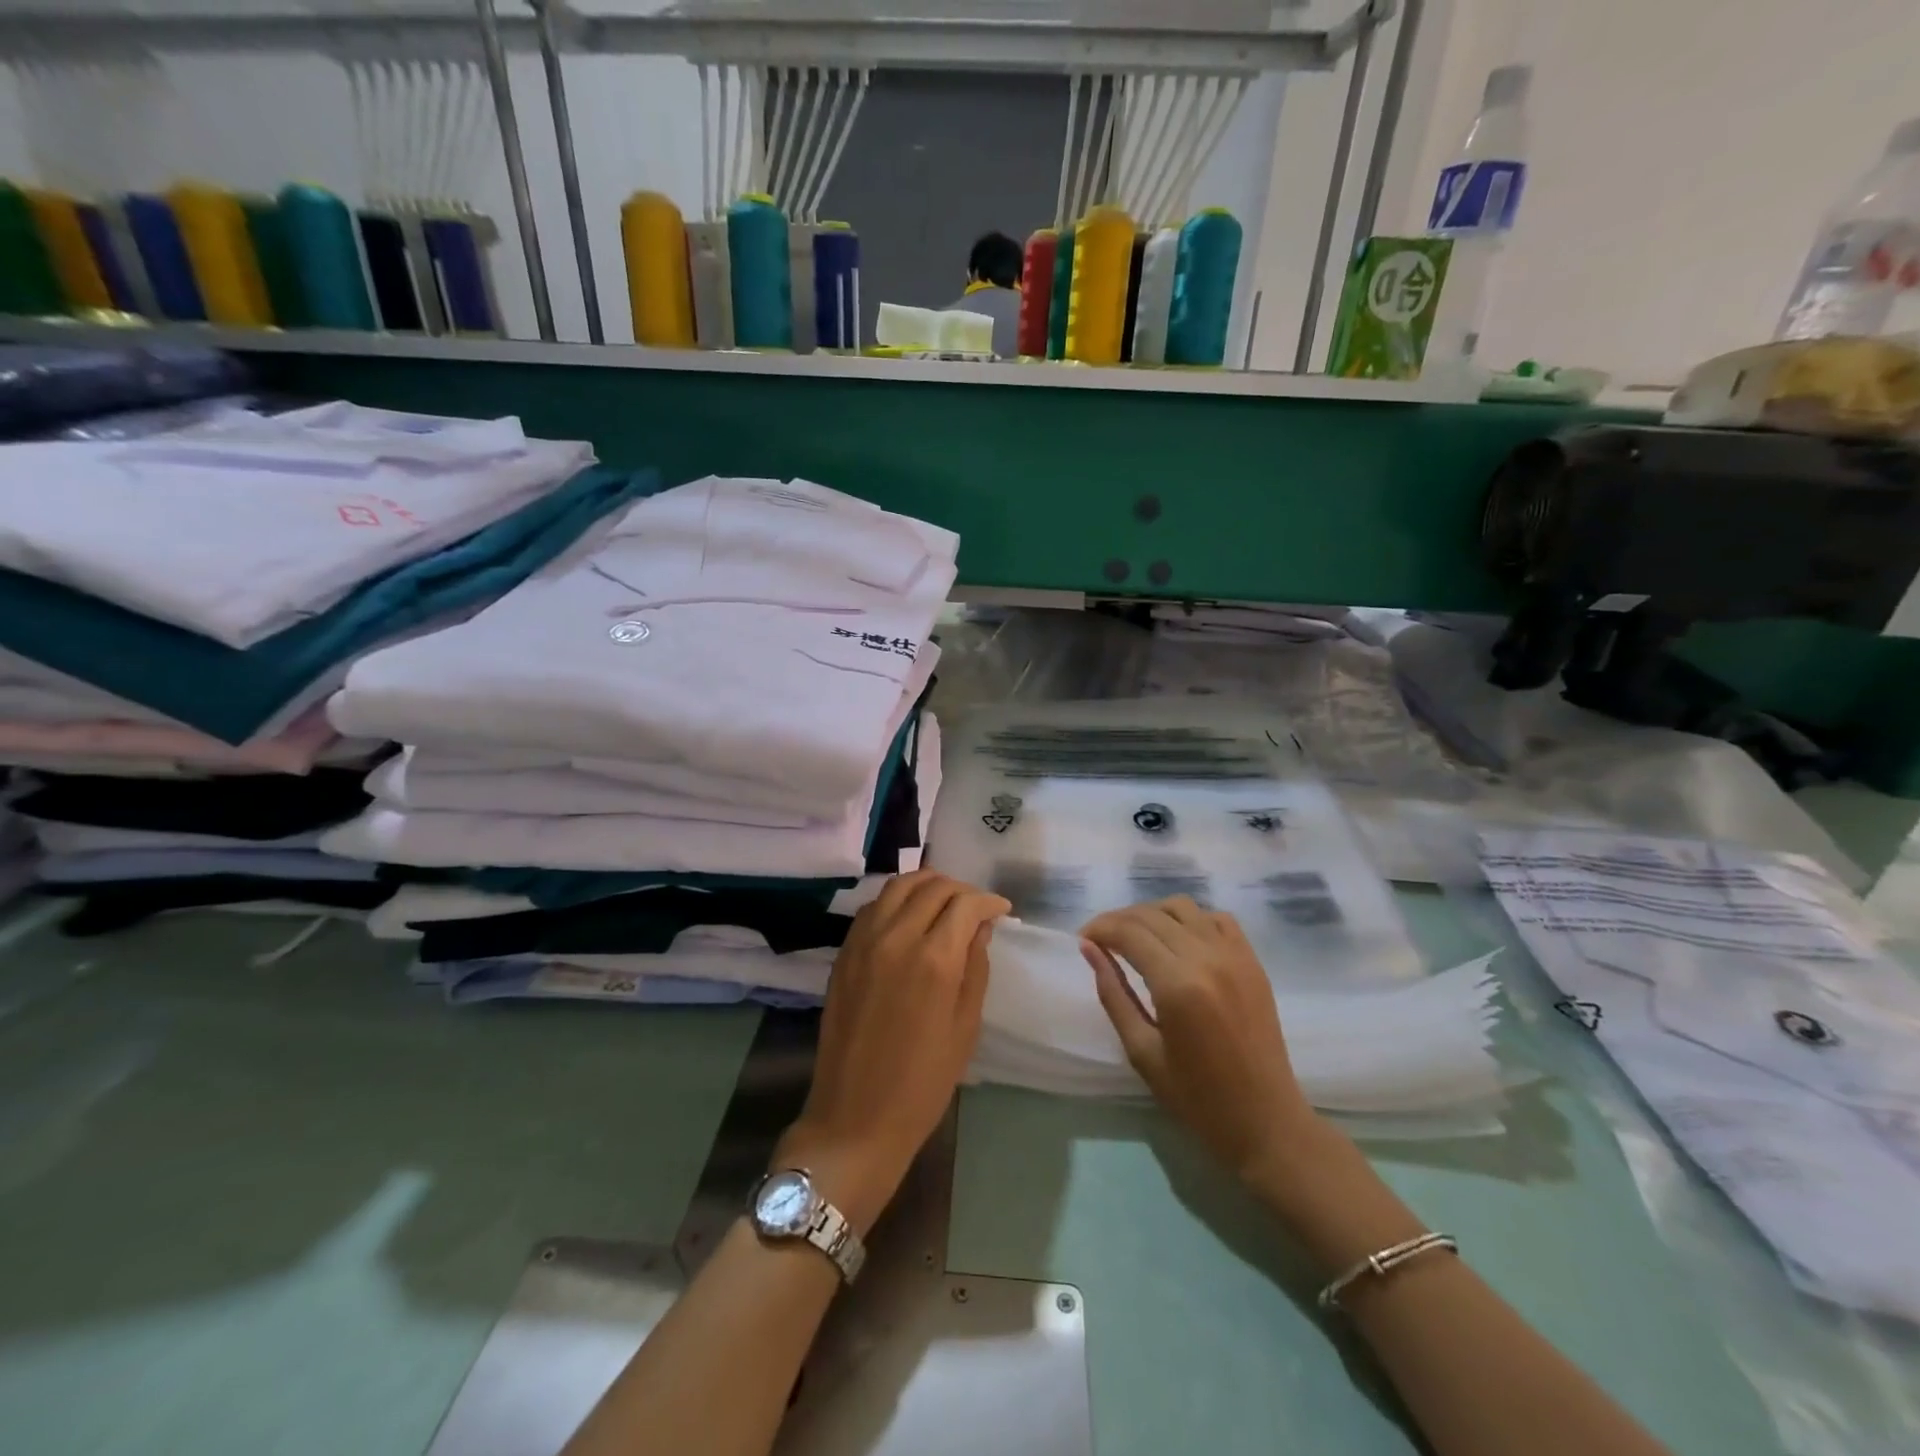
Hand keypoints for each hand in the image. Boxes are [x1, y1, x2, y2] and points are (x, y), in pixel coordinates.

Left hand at [778, 871, 1009, 1230]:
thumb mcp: (965, 1026)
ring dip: (927, 885)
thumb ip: (975, 967)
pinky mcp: (844, 952)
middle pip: (933, 887)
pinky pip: (874, 906)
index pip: (965, 904)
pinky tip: (909, 916)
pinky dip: (897, 899)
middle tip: (975, 908)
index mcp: (934, 958)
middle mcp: (896, 937)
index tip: (1001, 909)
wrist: (856, 1115)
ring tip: (944, 902)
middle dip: (961, 890)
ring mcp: (864, 941)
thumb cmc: (923, 1081)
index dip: (988, 901)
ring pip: (899, 886)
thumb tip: (980, 927)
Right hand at [1081, 897, 1321, 1187]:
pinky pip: (1216, 918)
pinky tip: (1178, 941)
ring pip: (1183, 907)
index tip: (1082, 939)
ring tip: (1136, 937)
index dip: (1099, 928)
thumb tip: (1089, 949)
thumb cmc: (1197, 1098)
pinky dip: (1190, 919)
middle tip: (1100, 939)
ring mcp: (1235, 955)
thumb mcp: (1142, 1051)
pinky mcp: (1252, 961)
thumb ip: (1113, 994)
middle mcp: (1207, 958)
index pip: (1128, 931)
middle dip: (1118, 919)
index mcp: (1177, 985)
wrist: (1266, 1122)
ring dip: (1152, 914)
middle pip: (1151, 914)